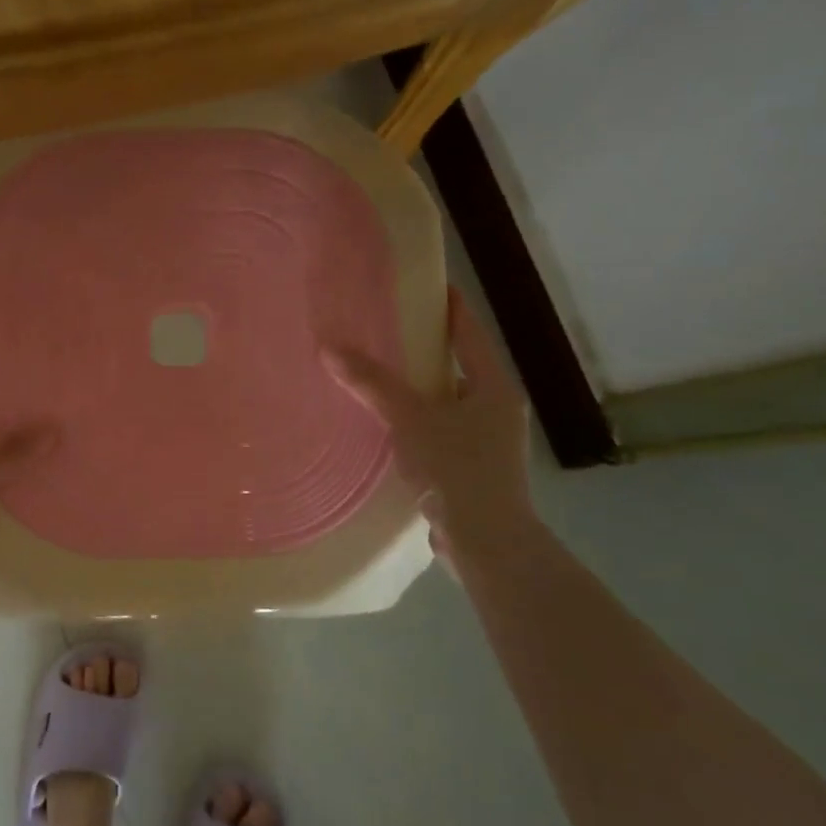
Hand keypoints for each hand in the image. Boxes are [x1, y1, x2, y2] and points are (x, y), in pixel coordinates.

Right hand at [327, 287, 533, 553]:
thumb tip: (329, 348)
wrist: (486, 541)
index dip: (448, 306)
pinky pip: (441, 432)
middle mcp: (496, 408)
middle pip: (458, 366)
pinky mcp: (473, 470)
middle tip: (386, 331)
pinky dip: (418, 423)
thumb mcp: (410, 419)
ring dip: (419, 390)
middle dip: (425, 350)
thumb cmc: (457, 469)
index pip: (469, 332)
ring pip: (448, 402)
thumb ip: (372, 384)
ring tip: (379, 376)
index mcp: (493, 386)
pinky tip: (388, 427)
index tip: (425, 284)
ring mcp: (488, 442)